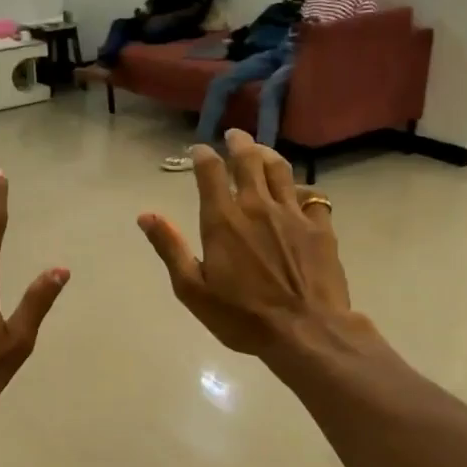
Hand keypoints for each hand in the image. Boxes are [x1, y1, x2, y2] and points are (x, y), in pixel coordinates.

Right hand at [138, 129, 361, 358]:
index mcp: (223, 220)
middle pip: (249, 160)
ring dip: (269, 154)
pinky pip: (311, 196)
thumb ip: (170, 248)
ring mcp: (293, 214)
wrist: (306, 332)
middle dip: (239, 142)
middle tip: (234, 135)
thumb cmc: (241, 316)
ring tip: (262, 150)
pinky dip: (301, 188)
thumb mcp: (192, 289)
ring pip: (281, 170)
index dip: (202, 155)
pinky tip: (298, 192)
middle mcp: (257, 207)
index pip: (210, 172)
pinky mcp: (320, 228)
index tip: (198, 149)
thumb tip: (146, 215)